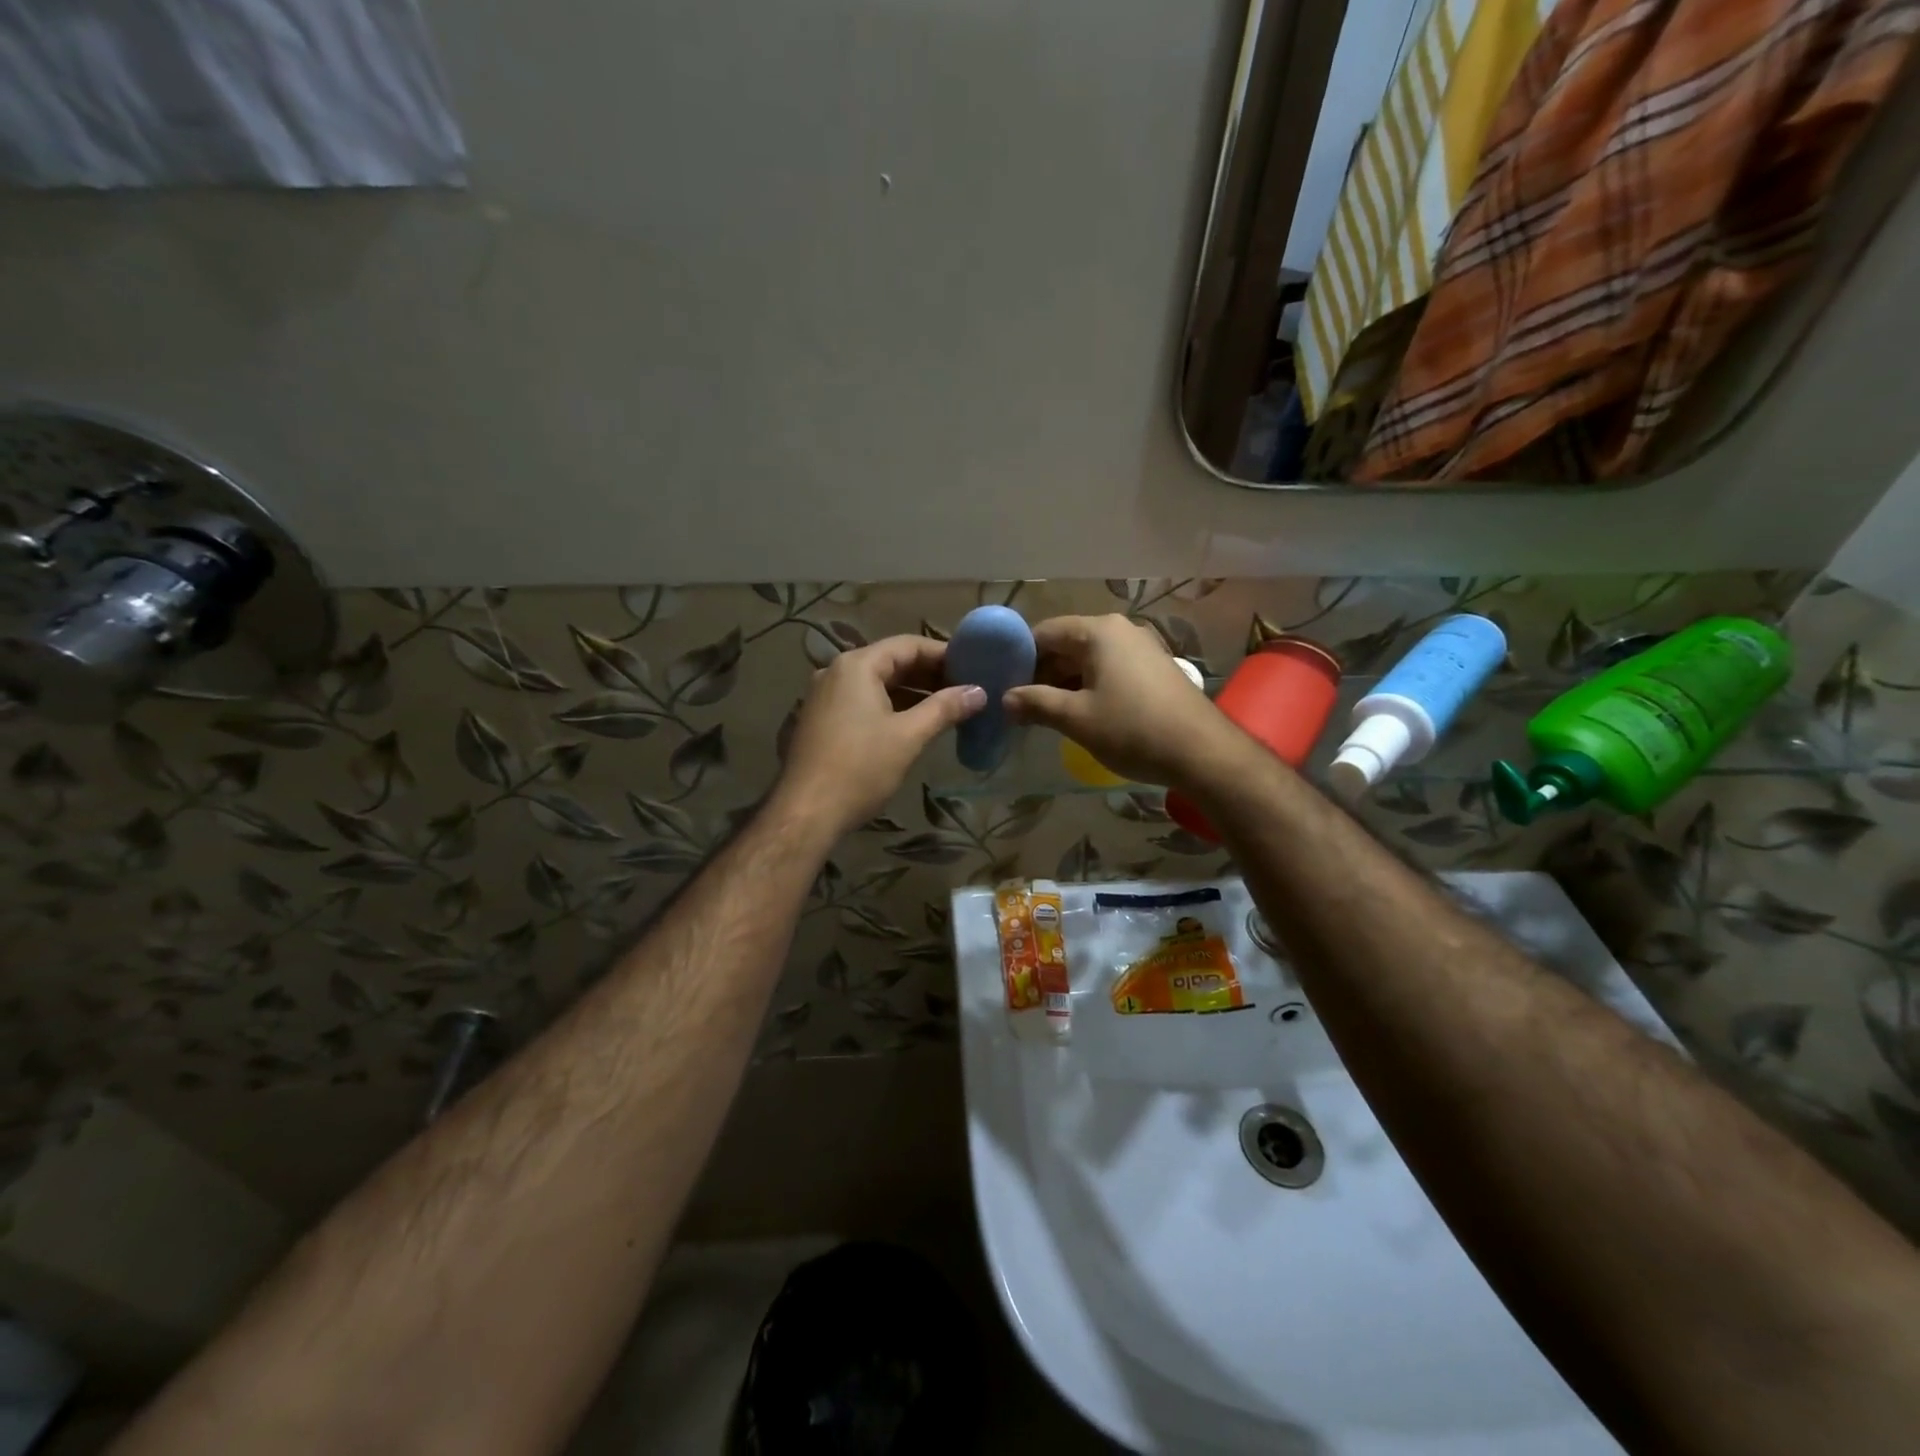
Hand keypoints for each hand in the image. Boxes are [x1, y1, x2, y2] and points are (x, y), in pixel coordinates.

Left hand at [774, 635, 986, 837]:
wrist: (807, 813)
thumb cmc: (860, 769)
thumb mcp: (909, 737)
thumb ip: (945, 708)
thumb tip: (979, 692)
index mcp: (857, 666)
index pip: (908, 645)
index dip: (943, 654)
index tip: (974, 667)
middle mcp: (836, 672)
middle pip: (891, 662)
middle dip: (929, 675)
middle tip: (965, 689)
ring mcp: (825, 697)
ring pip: (877, 684)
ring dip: (912, 693)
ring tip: (948, 708)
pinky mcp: (821, 721)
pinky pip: (863, 702)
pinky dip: (891, 707)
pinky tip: (915, 725)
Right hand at [1004, 615, 1231, 788]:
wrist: (1202, 752)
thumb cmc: (1132, 729)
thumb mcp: (1076, 718)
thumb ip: (1036, 703)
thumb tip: (1005, 699)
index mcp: (1098, 631)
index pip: (1044, 632)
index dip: (1019, 657)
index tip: (1002, 684)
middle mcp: (1120, 630)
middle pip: (1067, 644)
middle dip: (1041, 672)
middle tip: (1019, 703)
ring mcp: (1142, 648)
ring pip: (1089, 659)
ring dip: (1064, 683)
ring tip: (1044, 713)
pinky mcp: (1154, 669)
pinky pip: (1110, 669)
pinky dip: (1090, 686)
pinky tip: (1080, 713)